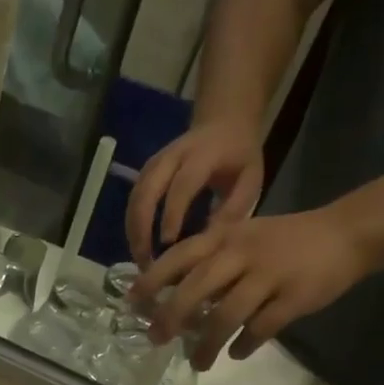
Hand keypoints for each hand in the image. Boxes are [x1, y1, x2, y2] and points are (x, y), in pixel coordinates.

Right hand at [126, 119, 264, 267]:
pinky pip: (133, 201)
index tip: (169, 245)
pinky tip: (139, 246)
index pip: (182, 185)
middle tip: (145, 261)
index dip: (173, 214)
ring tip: (140, 259)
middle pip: (147, 191)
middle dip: (142, 228)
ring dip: (133, 231)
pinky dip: (133, 226)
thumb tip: (208, 240)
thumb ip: (234, 208)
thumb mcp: (251, 179)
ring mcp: (154, 162)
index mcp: (203, 154)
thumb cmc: (239, 157)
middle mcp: (172, 155)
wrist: (224, 123)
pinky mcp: (145, 172)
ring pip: (135, 198)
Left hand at [130, 209, 366, 370]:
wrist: (347, 234)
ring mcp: (269, 275)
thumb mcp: (241, 238)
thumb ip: (209, 264)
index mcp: (226, 237)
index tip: (132, 303)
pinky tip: (237, 354)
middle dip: (171, 316)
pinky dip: (244, 345)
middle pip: (197, 288)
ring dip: (206, 344)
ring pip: (226, 315)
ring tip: (198, 362)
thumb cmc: (283, 242)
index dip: (152, 279)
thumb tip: (169, 299)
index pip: (179, 256)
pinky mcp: (294, 298)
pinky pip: (261, 329)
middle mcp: (242, 253)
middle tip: (156, 339)